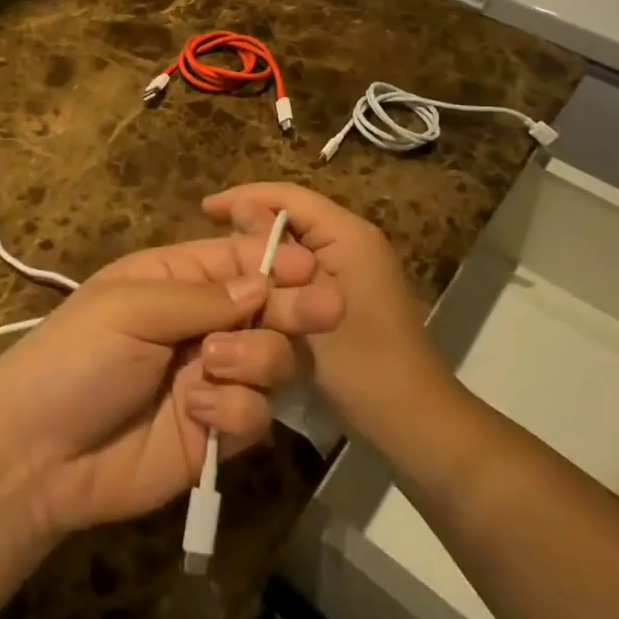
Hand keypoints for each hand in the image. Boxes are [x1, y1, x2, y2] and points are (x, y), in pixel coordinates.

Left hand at [0, 236, 342, 536]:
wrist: (38, 456)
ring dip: (255, 359)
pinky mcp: (217, 431)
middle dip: (295, 306)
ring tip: (212, 364)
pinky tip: (198, 412)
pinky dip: (235, 409)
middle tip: (326, 309)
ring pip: (272, 359)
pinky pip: (257, 413)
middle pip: (268, 308)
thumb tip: (262, 283)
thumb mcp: (129, 307)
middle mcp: (200, 324)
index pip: (237, 260)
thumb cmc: (75, 359)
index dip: (276, 260)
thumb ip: (201, 296)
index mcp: (174, 280)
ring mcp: (212, 378)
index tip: (311, 267)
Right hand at [203, 184, 448, 442]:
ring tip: (223, 260)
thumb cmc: (359, 365)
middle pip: (295, 215)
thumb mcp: (304, 308)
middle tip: (209, 238)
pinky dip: (278, 271)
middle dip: (251, 222)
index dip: (244, 197)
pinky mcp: (353, 291)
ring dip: (263, 248)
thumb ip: (271, 257)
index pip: (289, 196)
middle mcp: (356, 240)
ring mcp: (358, 266)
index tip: (203, 209)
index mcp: (349, 234)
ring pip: (299, 242)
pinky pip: (307, 266)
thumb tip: (240, 213)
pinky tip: (253, 289)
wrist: (414, 423)